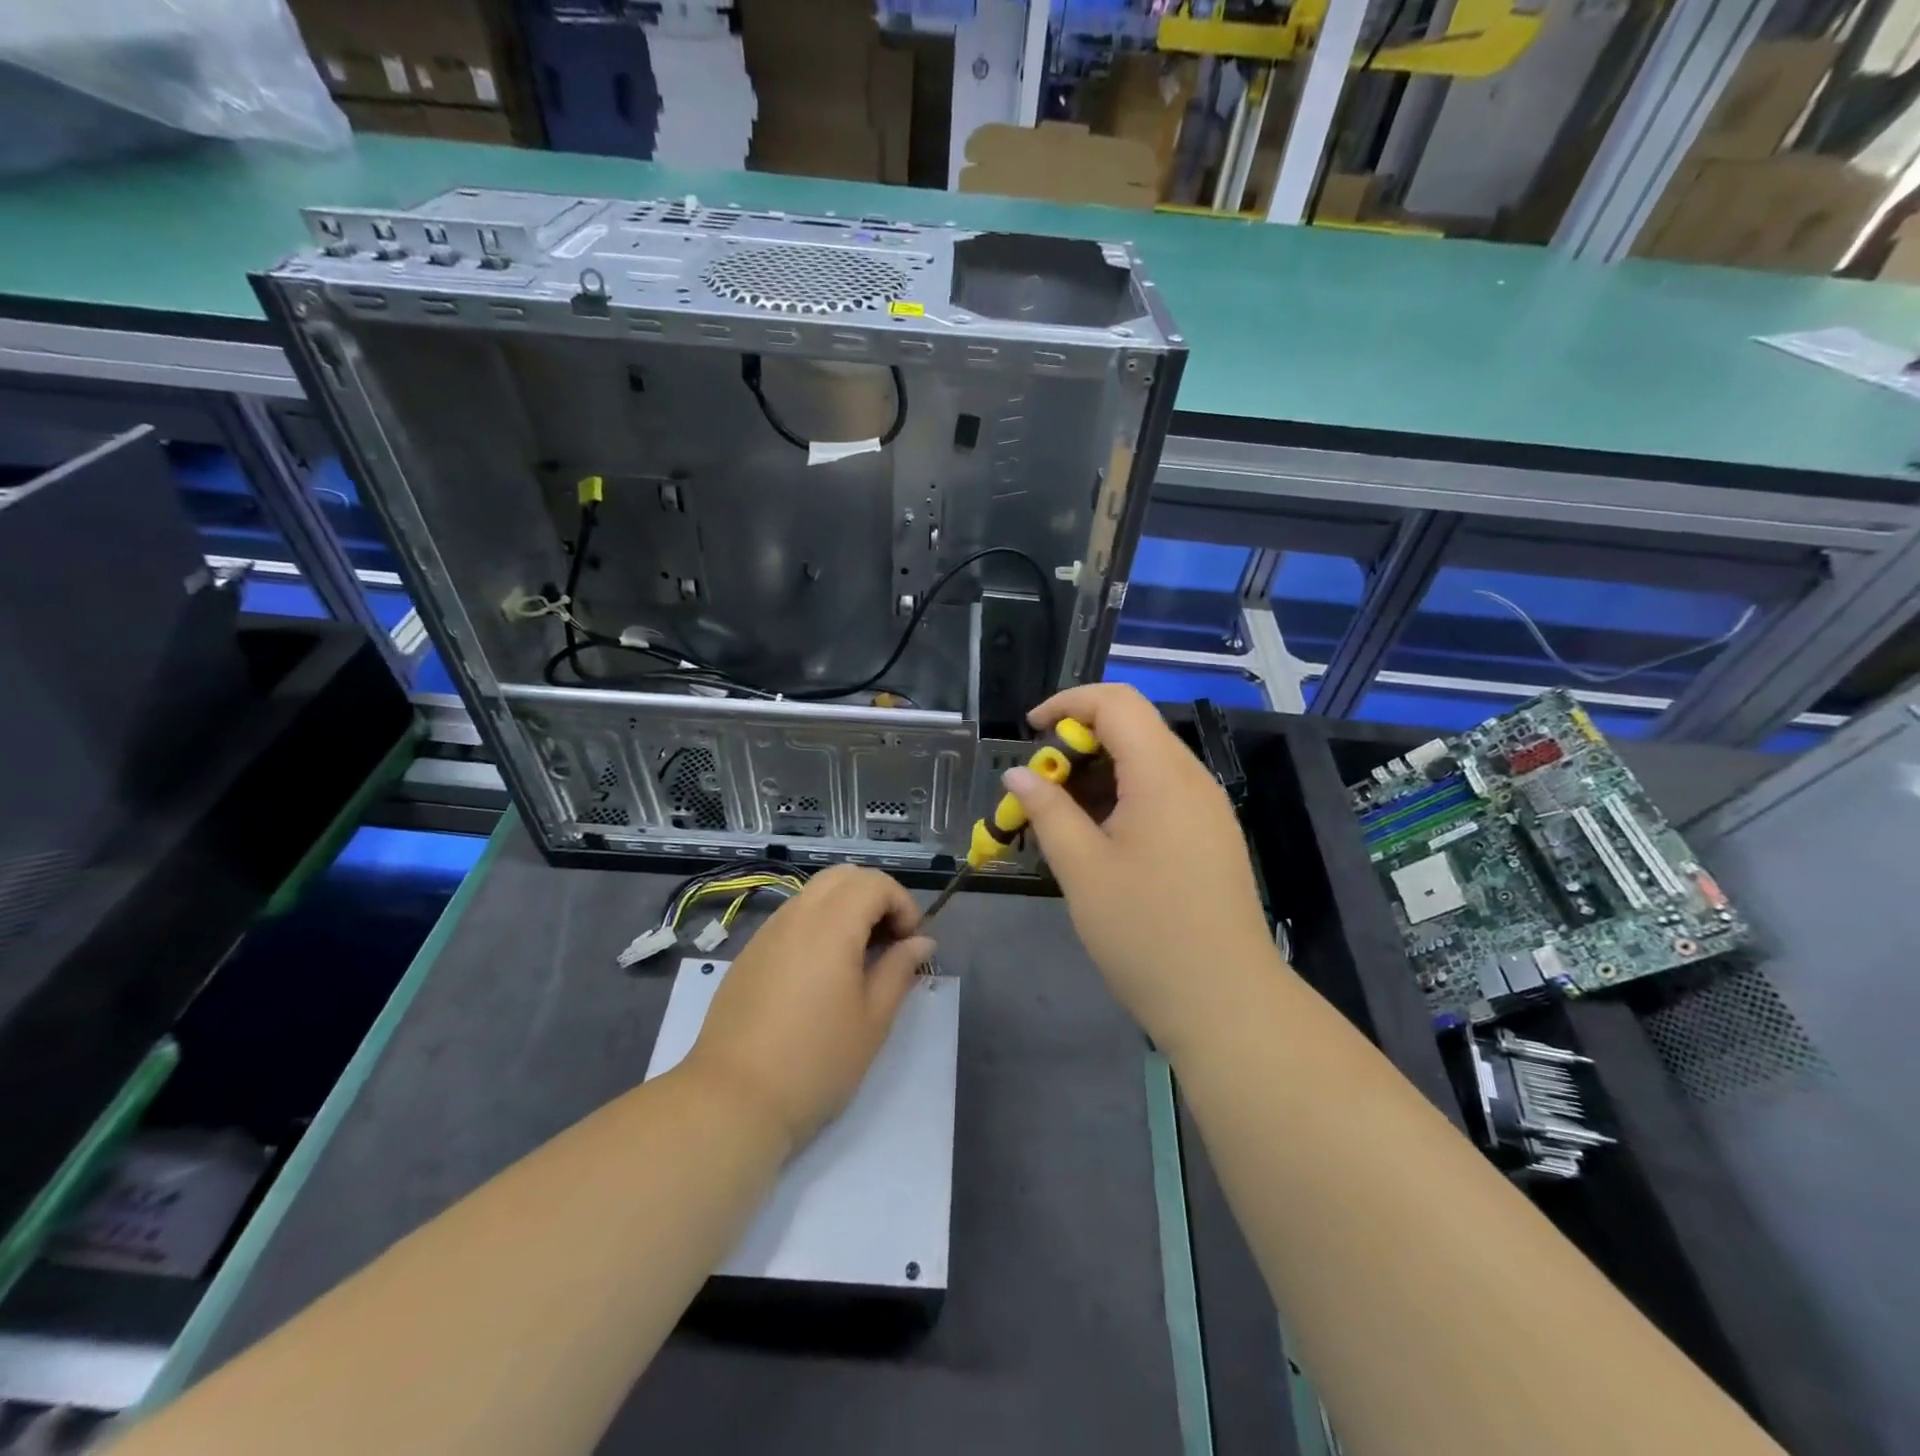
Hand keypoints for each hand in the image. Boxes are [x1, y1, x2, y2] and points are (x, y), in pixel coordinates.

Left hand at [680, 865, 933, 1152]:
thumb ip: (899, 970)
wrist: (732, 1100)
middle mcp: (797, 915)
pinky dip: (818, 925)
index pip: (875, 883)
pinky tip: (822, 973)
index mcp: (831, 925)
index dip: (903, 904)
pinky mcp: (749, 954)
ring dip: (845, 909)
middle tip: (888, 941)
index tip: (911, 943)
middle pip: (843, 876)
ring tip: (858, 957)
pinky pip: (792, 918)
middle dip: (875, 897)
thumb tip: (921, 942)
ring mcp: (767, 932)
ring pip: (814, 894)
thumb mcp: (873, 1019)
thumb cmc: (815, 1061)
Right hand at [1005, 684, 1277, 1050]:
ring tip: (1062, 818)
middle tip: (1041, 789)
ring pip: (1146, 762)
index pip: (1116, 702)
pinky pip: (1162, 793)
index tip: (1029, 732)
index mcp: (1163, 774)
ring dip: (1098, 774)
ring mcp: (1207, 808)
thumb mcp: (1082, 869)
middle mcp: (1192, 779)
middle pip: (1133, 728)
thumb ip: (1047, 810)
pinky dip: (1122, 798)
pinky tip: (1099, 840)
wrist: (1226, 1002)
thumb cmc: (1146, 932)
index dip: (1067, 703)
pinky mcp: (1211, 836)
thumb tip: (1018, 773)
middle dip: (1078, 744)